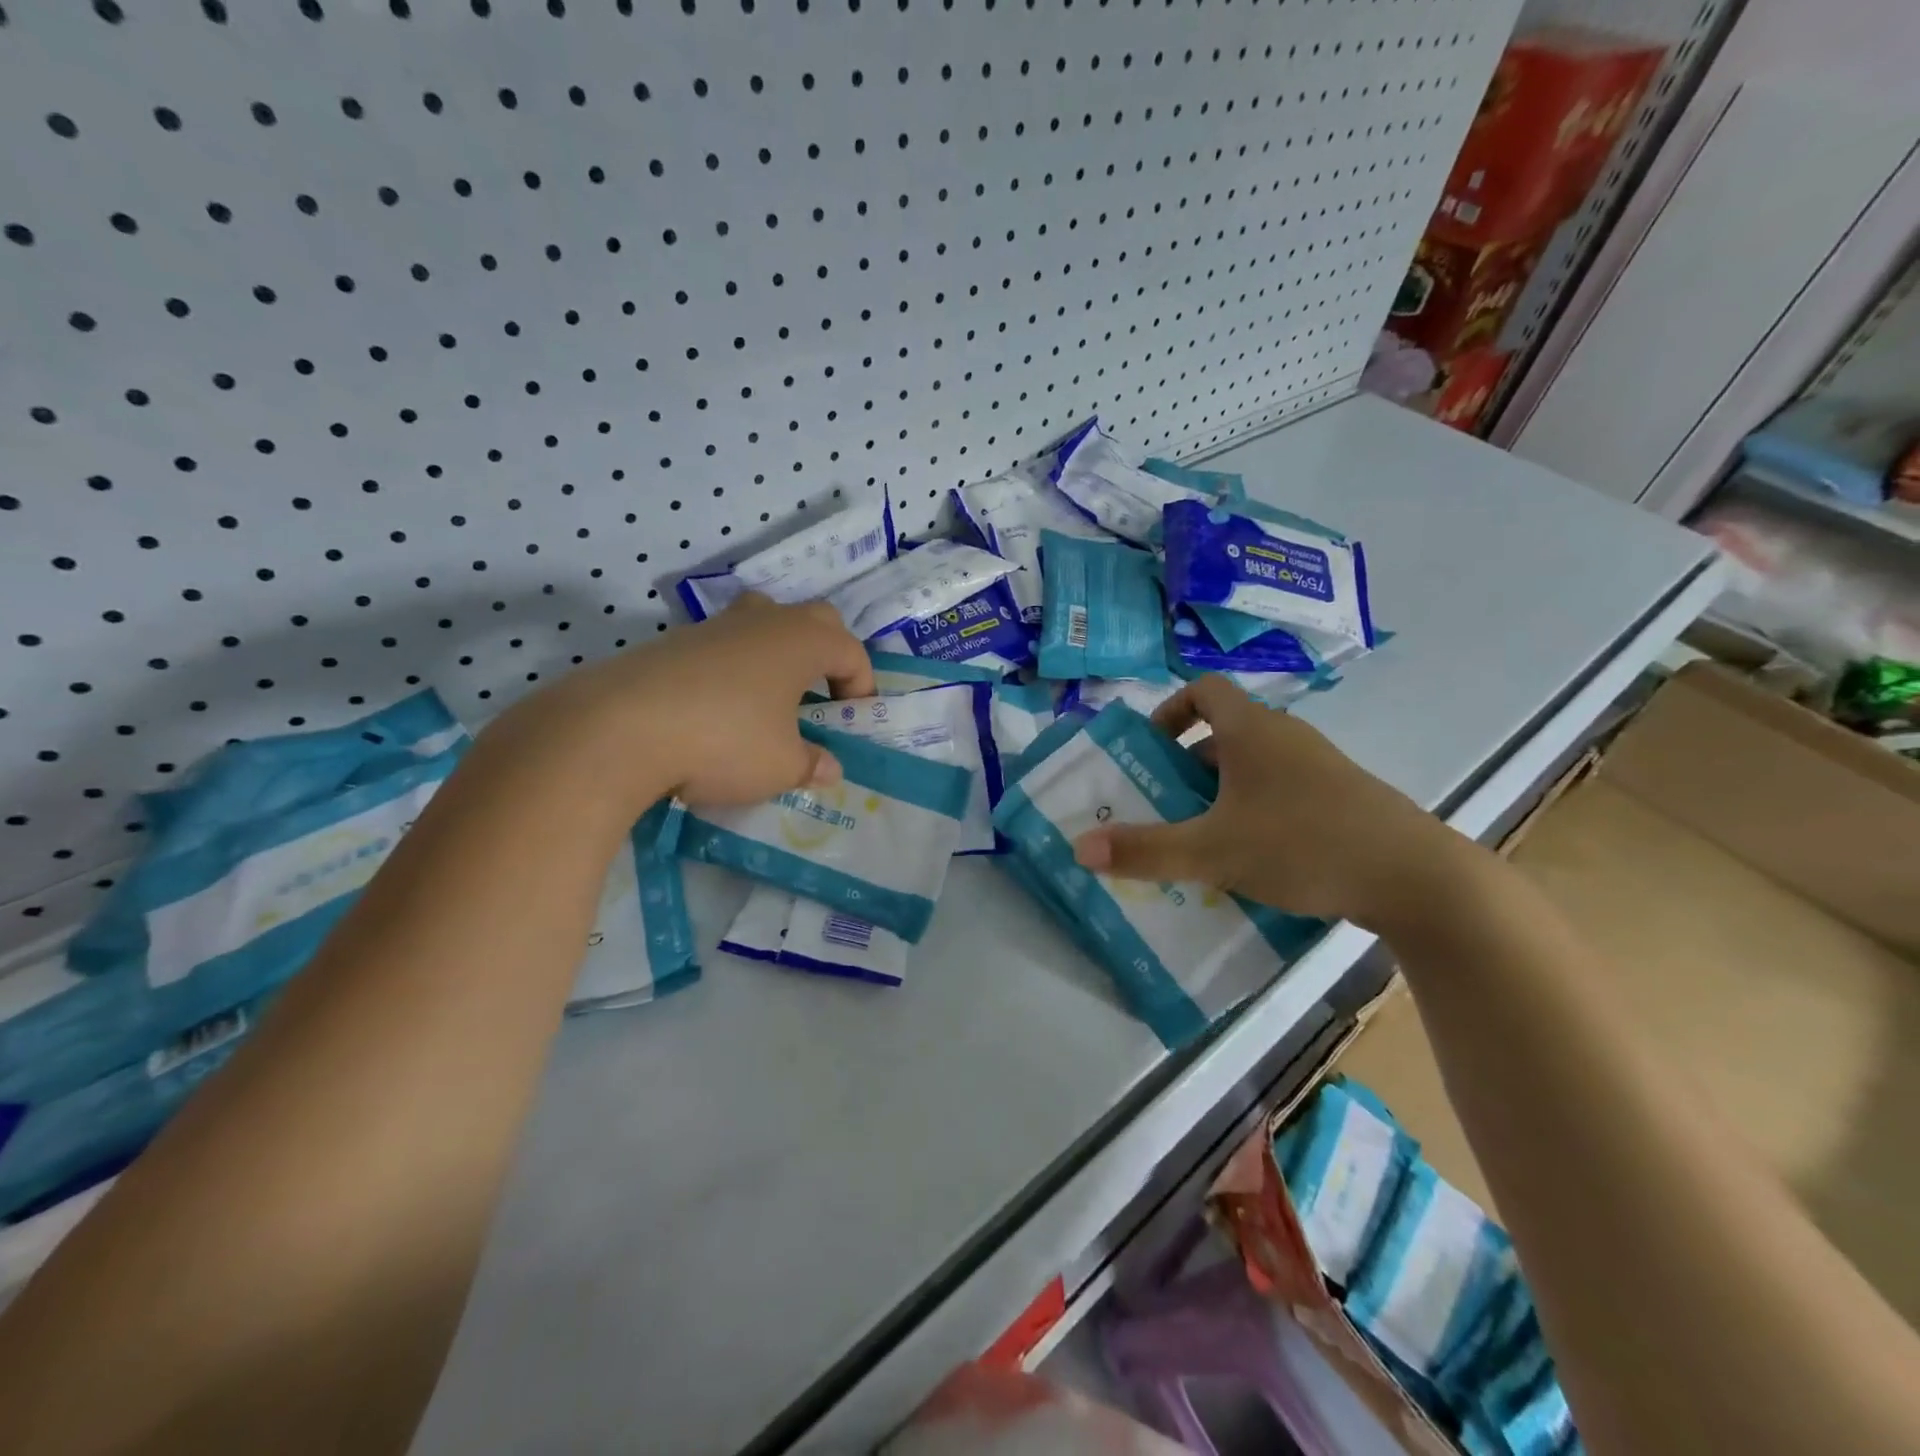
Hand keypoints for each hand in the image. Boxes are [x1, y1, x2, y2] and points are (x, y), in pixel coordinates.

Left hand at [490, 594, 875, 814]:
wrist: (618, 729)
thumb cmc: (724, 742)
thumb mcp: (781, 766)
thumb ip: (812, 764)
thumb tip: (828, 768)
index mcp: (802, 641)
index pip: (852, 651)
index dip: (862, 686)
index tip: (852, 722)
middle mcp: (763, 621)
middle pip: (814, 619)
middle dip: (828, 654)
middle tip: (821, 696)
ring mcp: (715, 626)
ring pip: (764, 623)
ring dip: (779, 655)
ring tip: (771, 700)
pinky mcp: (674, 642)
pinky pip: (724, 644)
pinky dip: (736, 668)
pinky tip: (720, 710)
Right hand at [1071, 675, 1473, 930]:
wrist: (1416, 878)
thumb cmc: (1303, 844)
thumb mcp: (1212, 851)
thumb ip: (1145, 850)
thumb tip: (1079, 848)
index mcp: (1252, 731)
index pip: (1204, 690)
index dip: (1170, 711)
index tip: (1152, 749)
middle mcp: (1286, 737)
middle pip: (1225, 732)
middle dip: (1187, 764)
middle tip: (1164, 805)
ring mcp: (1320, 768)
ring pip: (1254, 767)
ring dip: (1221, 793)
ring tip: (1201, 839)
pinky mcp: (1343, 800)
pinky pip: (1283, 792)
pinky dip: (1256, 812)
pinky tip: (1252, 860)